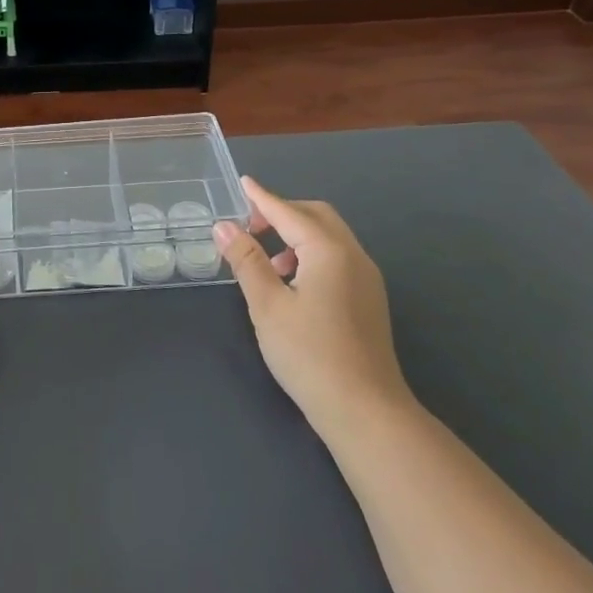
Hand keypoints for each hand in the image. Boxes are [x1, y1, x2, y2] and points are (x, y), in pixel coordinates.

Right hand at [213, 177, 414, 433]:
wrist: (365, 410)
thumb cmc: (309, 354)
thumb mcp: (267, 305)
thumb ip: (246, 261)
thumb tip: (224, 227)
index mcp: (329, 250)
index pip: (289, 213)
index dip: (262, 198)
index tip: (243, 183)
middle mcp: (353, 256)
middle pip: (316, 217)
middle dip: (282, 214)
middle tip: (251, 227)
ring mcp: (366, 279)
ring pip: (330, 238)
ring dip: (297, 236)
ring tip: (267, 264)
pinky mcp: (369, 300)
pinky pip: (337, 258)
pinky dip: (311, 255)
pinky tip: (292, 285)